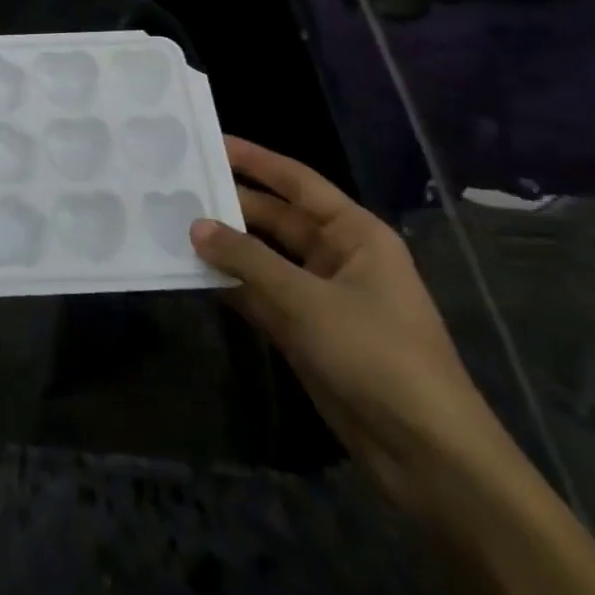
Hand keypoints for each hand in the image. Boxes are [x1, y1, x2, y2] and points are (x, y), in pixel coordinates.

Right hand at [191, 137, 509, 510]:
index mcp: (355, 235)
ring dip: (224, 246)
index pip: (298, 182)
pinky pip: (258, 293)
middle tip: (175, 188)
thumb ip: (247, 260)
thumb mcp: (307, 300)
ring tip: (170, 224)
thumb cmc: (377, 355)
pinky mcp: (303, 330)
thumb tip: (195, 225)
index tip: (211, 142)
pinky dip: (228, 284)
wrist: (424, 452)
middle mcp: (337, 256)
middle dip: (230, 205)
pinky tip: (189, 271)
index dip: (256, 160)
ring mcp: (318, 295)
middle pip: (274, 218)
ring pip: (262, 257)